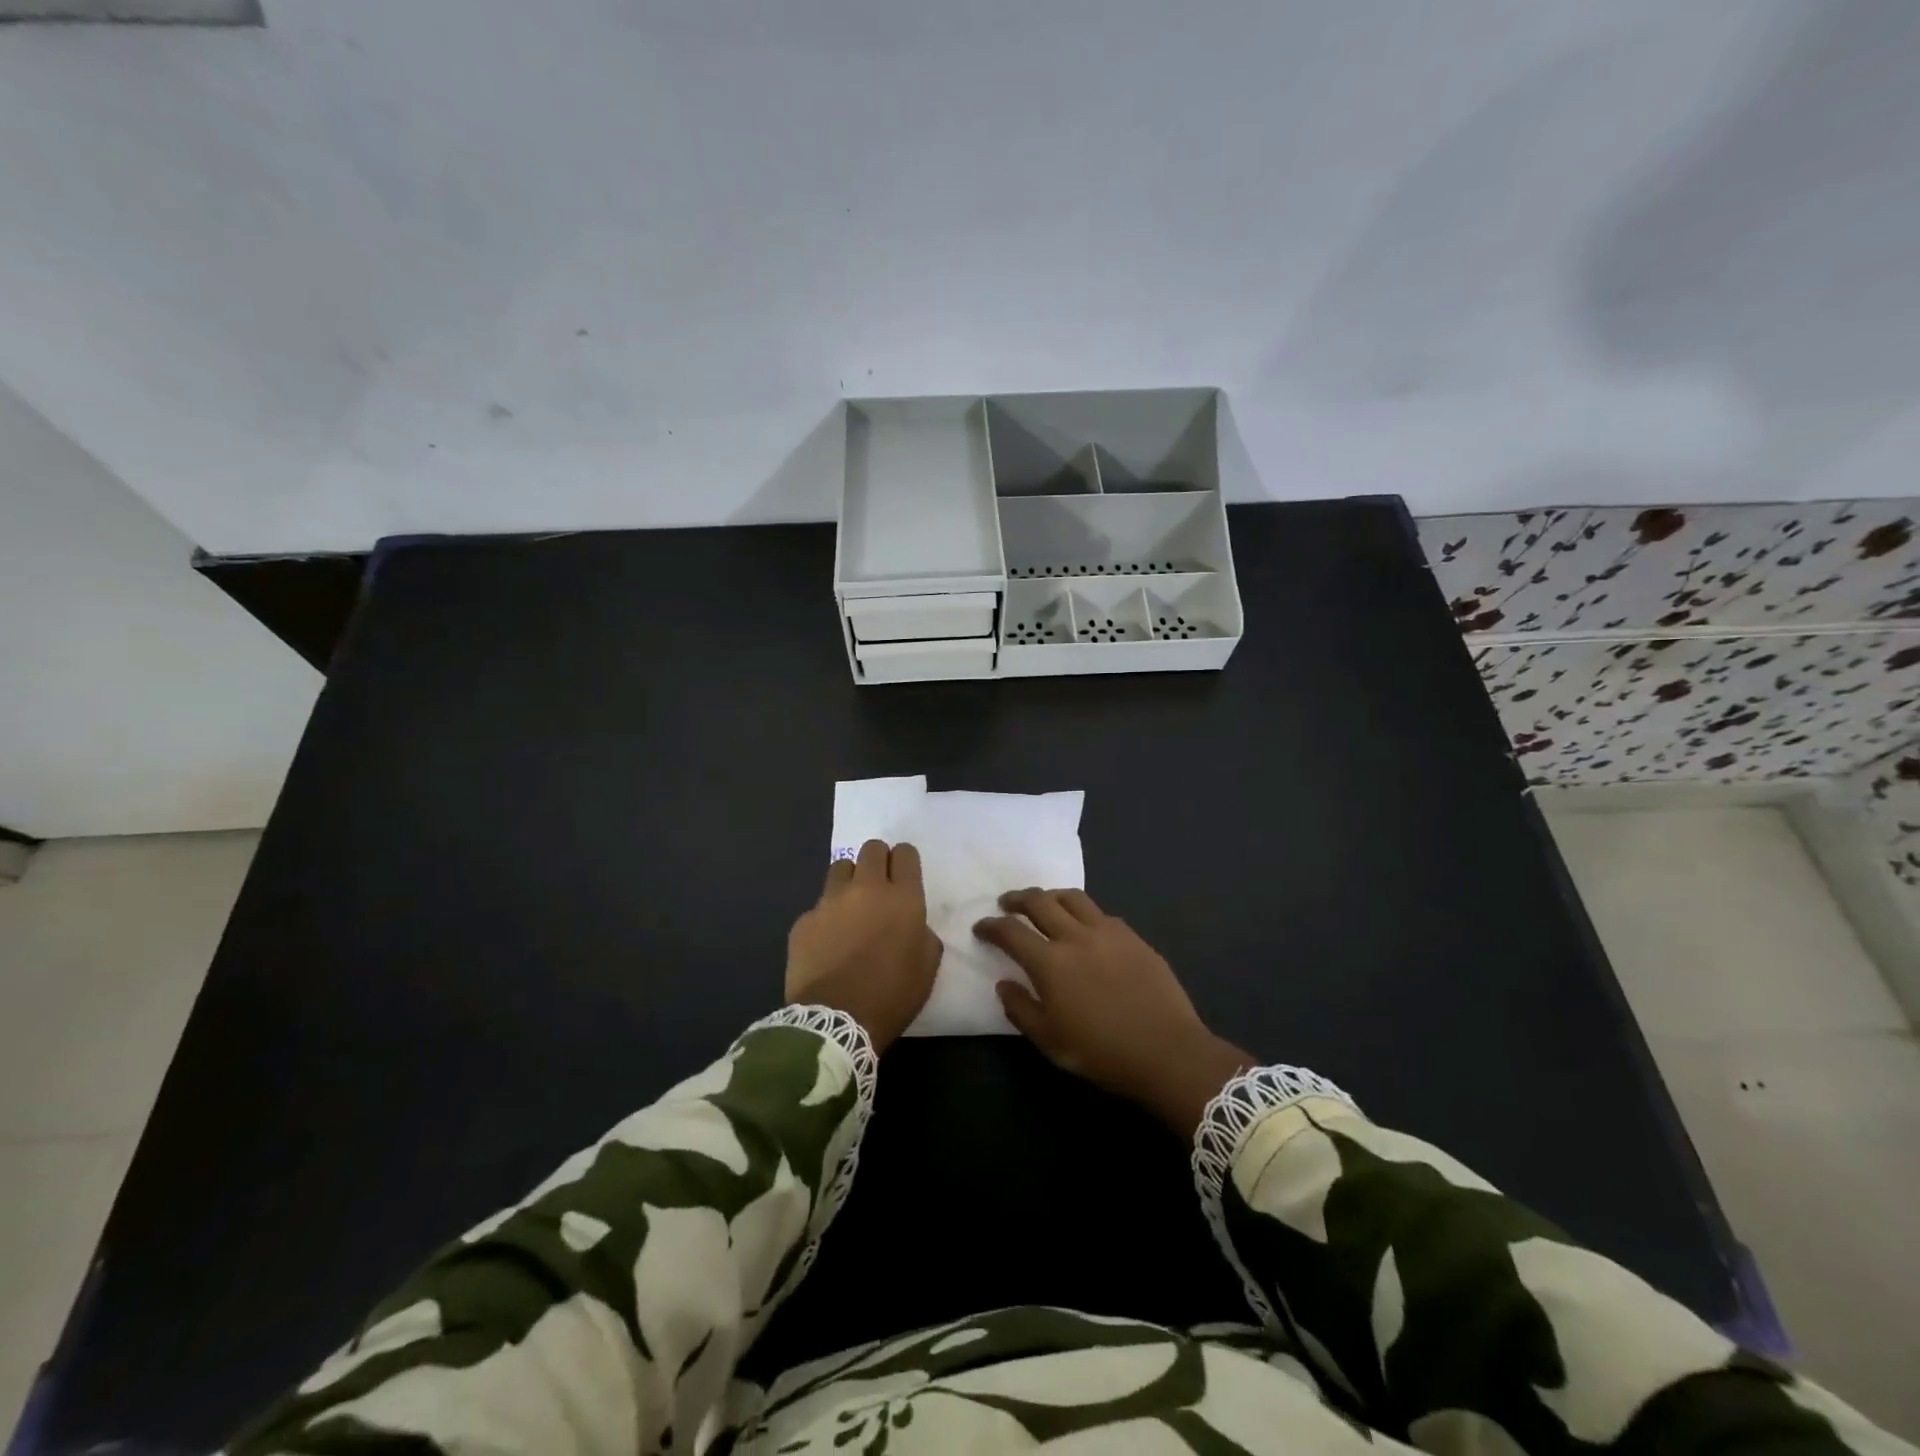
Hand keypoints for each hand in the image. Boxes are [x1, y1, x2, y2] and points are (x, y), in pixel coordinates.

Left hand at [786, 840, 940, 1051]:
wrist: (836, 1022)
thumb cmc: (891, 996)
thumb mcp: (926, 967)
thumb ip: (923, 934)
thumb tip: (912, 925)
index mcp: (902, 899)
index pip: (905, 853)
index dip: (905, 861)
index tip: (904, 874)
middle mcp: (866, 889)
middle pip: (871, 849)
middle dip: (878, 860)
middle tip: (879, 885)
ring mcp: (830, 902)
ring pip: (840, 867)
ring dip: (849, 879)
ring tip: (850, 905)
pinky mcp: (804, 921)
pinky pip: (818, 906)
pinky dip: (825, 916)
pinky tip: (827, 941)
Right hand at [974, 888, 1249, 1136]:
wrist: (1168, 1051)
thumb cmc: (1103, 1052)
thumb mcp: (1051, 1042)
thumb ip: (1021, 1010)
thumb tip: (1004, 984)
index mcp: (1050, 963)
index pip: (1011, 932)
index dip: (991, 926)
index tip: (981, 926)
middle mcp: (1076, 936)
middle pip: (1040, 901)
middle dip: (1017, 899)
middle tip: (1006, 903)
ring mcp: (1107, 931)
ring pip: (1072, 897)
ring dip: (1050, 895)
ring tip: (1043, 902)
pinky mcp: (1132, 936)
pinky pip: (1100, 912)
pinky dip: (1082, 912)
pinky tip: (1083, 924)